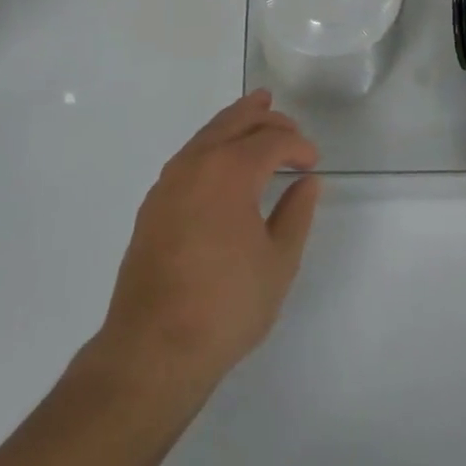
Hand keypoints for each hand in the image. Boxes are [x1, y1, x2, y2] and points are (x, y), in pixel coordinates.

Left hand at [95, 90, 321, 392]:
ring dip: (235, 122)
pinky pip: (189, 156)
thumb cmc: (225, 306)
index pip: (272, 140)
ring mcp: (169, 181)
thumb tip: (306, 182)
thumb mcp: (278, 263)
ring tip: (254, 116)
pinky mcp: (153, 204)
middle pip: (235, 122)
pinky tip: (220, 162)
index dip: (297, 145)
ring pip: (207, 134)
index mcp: (231, 170)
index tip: (313, 162)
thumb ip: (296, 214)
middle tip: (288, 123)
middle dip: (265, 118)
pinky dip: (211, 145)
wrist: (152, 349)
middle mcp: (197, 163)